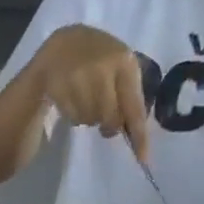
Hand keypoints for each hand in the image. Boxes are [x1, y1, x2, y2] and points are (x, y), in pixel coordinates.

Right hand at [33, 24, 151, 163]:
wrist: (63, 43)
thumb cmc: (99, 58)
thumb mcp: (119, 66)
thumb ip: (127, 93)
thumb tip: (131, 131)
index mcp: (125, 63)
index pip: (135, 106)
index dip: (139, 135)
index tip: (143, 160)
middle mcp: (104, 69)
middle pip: (110, 119)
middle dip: (108, 125)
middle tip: (104, 124)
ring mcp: (79, 78)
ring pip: (90, 120)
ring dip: (89, 118)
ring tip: (85, 101)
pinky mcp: (60, 87)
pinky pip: (73, 117)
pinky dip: (74, 115)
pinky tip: (72, 99)